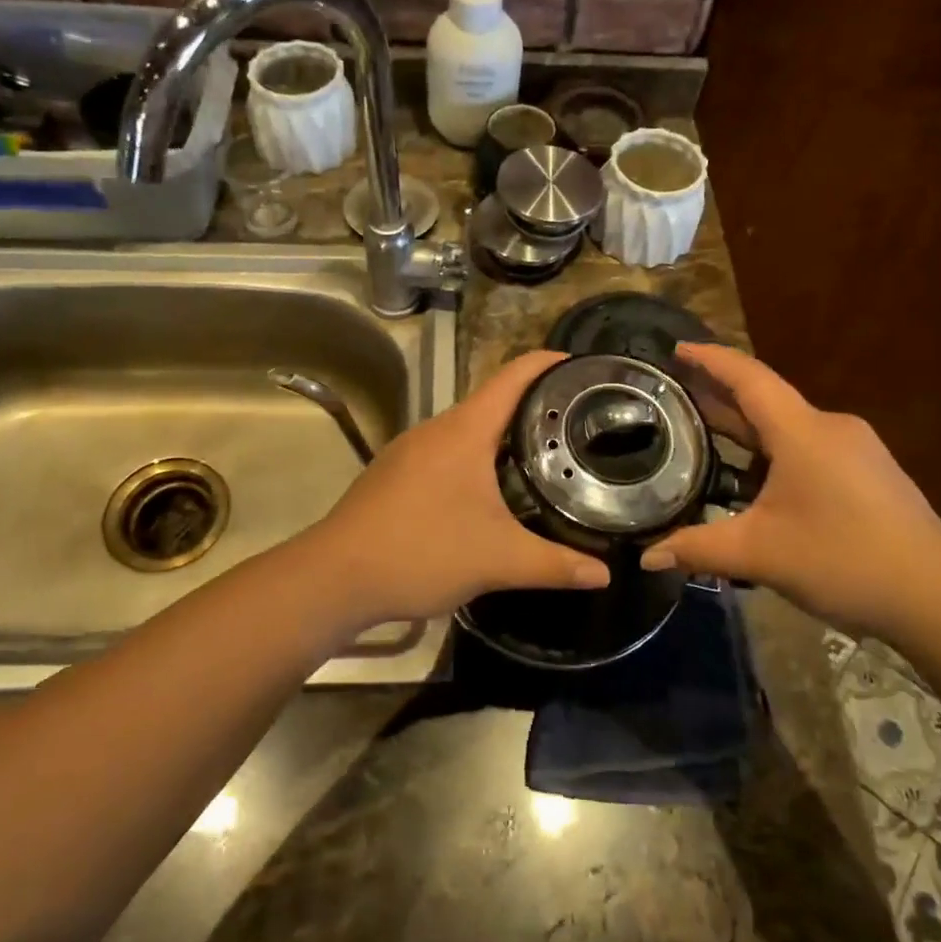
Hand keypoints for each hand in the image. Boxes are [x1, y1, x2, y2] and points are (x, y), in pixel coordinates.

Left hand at [310, 350, 610, 623]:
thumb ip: (555, 565)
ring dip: (504, 437)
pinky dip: (477, 460)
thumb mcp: (498, 560)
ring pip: (468, 431)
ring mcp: (410, 451)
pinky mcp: (395, 475)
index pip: (514, 377)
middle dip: (536, 407)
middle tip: (579, 426)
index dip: (550, 363)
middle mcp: (436, 429)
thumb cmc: (421, 552)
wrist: (334, 578)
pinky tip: (491, 493)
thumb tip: (605, 574)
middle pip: (493, 402)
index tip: (585, 368)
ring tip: (545, 457)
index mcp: (464, 431)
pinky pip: (447, 453)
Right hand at [639, 343, 940, 641]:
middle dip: (719, 395)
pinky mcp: (869, 474)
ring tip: (704, 434)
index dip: (710, 360)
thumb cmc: (843, 560)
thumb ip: (698, 549)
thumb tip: (648, 557)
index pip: (748, 378)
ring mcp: (855, 450)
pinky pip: (808, 448)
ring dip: (746, 428)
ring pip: (787, 428)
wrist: (939, 599)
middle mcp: (830, 428)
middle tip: (675, 394)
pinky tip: (753, 478)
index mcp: (802, 432)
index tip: (677, 350)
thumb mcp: (760, 555)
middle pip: (765, 400)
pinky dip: (772, 451)